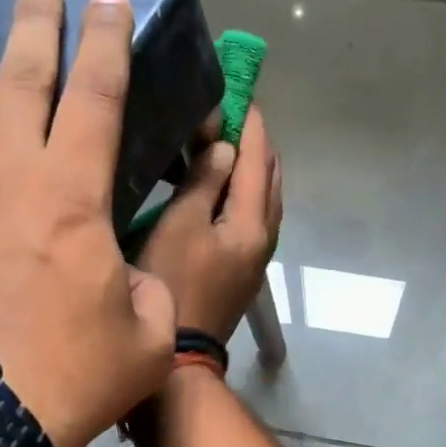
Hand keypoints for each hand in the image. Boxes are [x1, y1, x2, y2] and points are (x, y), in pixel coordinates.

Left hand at [0, 0, 175, 446]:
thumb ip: (146, 293)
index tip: (112, 0)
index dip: (109, 41)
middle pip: (21, 75)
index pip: (98, 94)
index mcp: (71, 192)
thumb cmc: (65, 378)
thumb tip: (128, 277)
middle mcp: (1, 168)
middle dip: (36, 23)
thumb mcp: (144, 340)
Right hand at [136, 107, 282, 343]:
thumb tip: (225, 146)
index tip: (238, 88)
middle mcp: (265, 238)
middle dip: (256, 141)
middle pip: (271, 178)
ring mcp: (256, 258)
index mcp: (253, 223)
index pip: (259, 158)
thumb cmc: (174, 286)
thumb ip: (204, 182)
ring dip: (252, 168)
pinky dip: (244, 193)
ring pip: (265, 200)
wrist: (181, 358)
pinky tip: (224, 188)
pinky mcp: (243, 272)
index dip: (249, 121)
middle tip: (231, 111)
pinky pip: (253, 218)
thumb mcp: (180, 226)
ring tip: (228, 142)